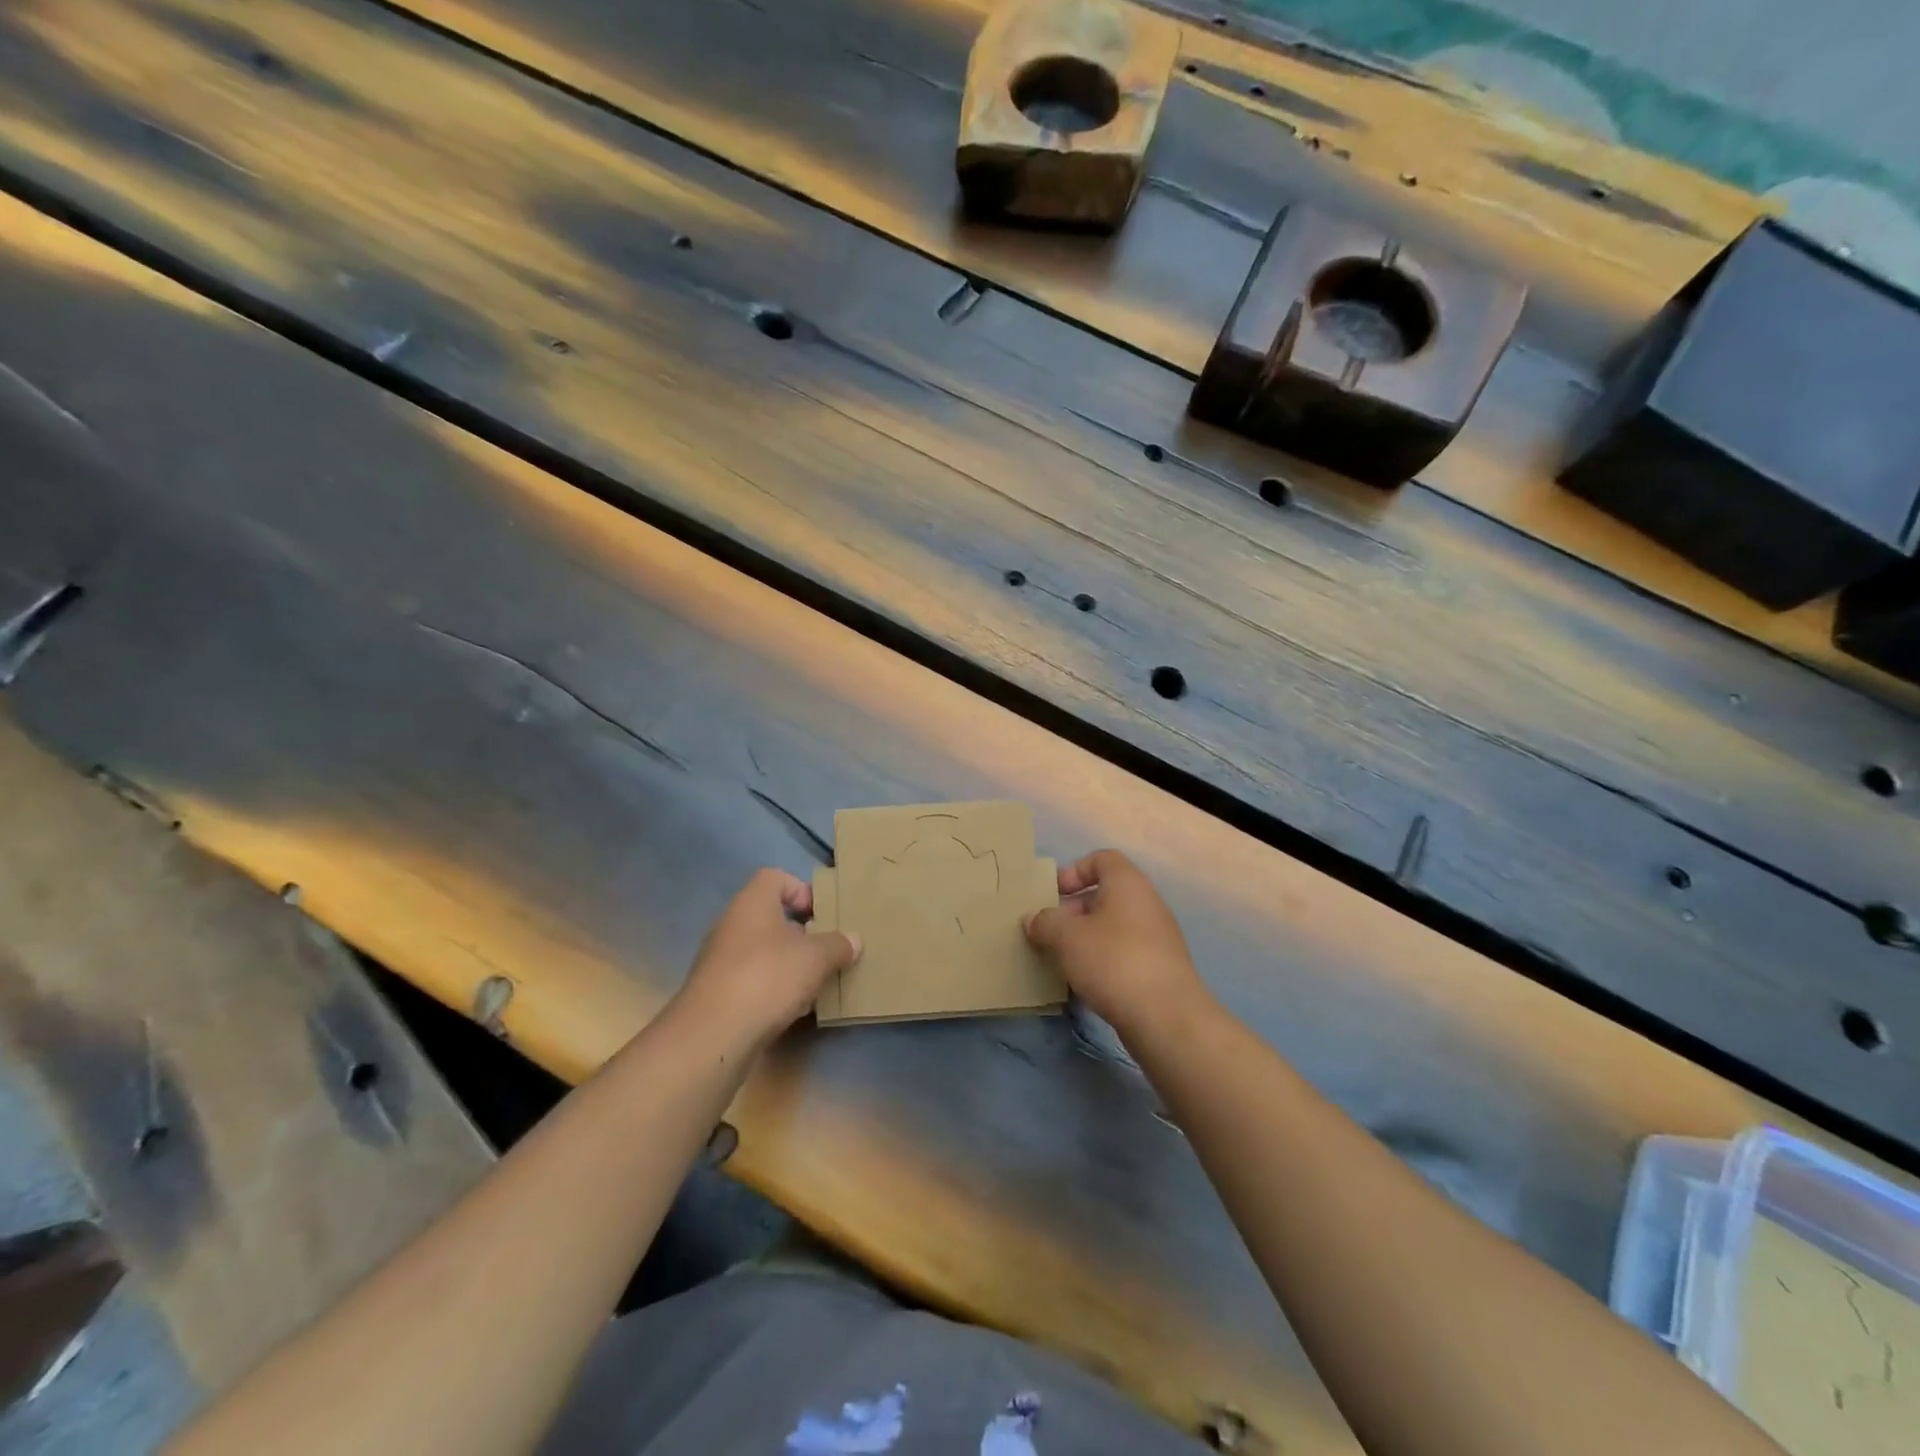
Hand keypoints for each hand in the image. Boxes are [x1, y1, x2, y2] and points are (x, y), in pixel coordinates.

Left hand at [673, 869, 860, 1048]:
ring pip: (763, 953)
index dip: (801, 890)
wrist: (712, 1036)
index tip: (822, 914)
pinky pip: (753, 982)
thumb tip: (853, 940)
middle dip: (801, 934)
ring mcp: (721, 961)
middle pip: (771, 918)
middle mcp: (732, 926)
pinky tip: (794, 1011)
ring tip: (816, 984)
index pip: (775, 878)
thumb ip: (838, 945)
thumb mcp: (816, 958)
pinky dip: (774, 991)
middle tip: (826, 950)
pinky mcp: (718, 995)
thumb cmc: (767, 977)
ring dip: (790, 965)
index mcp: (752, 903)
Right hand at [1023, 850, 1206, 1031]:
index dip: (1074, 871)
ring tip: (1060, 961)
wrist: (1166, 1017)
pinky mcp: (1159, 970)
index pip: (1101, 859)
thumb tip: (1032, 919)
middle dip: (1073, 911)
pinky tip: (1083, 985)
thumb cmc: (1113, 961)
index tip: (1052, 894)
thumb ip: (1045, 922)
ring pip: (1112, 929)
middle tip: (1048, 932)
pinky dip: (1101, 964)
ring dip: (1084, 941)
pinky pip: (1123, 955)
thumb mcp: (1066, 937)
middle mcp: (1147, 904)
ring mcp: (1156, 938)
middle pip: (1105, 896)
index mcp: (1128, 883)